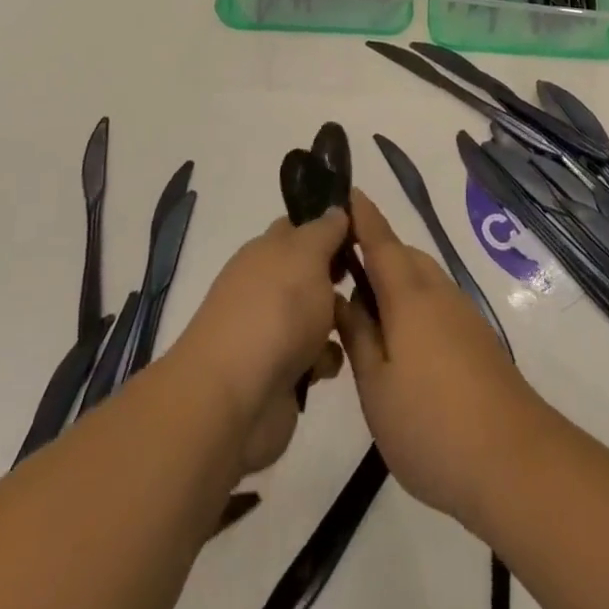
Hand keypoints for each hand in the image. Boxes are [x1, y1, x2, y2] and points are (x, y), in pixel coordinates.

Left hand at [173, 210, 348, 475]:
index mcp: (266, 251)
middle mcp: (267, 286)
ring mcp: (273, 331)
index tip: (365, 232)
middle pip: (313, 273)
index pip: (300, 227)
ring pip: (320, 315)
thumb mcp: (307, 254)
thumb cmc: (275, 311)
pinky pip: (317, 357)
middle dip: (342, 277)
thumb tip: (336, 210)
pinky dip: (326, 360)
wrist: (237, 398)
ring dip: (340, 321)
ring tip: (359, 327)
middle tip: (371, 281)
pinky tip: (330, 366)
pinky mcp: (282, 373)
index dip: (331, 226)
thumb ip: (325, 229)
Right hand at [334, 189, 549, 525]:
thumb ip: (358, 336)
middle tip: (338, 269)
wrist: (515, 461)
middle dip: (374, 251)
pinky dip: (411, 304)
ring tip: (362, 309)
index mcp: (409, 295)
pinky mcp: (476, 338)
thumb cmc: (432, 425)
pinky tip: (398, 340)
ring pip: (421, 280)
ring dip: (393, 280)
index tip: (345, 190)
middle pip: (403, 256)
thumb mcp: (377, 387)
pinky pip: (435, 302)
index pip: (380, 240)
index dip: (362, 215)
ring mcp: (462, 314)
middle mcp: (439, 292)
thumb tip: (342, 296)